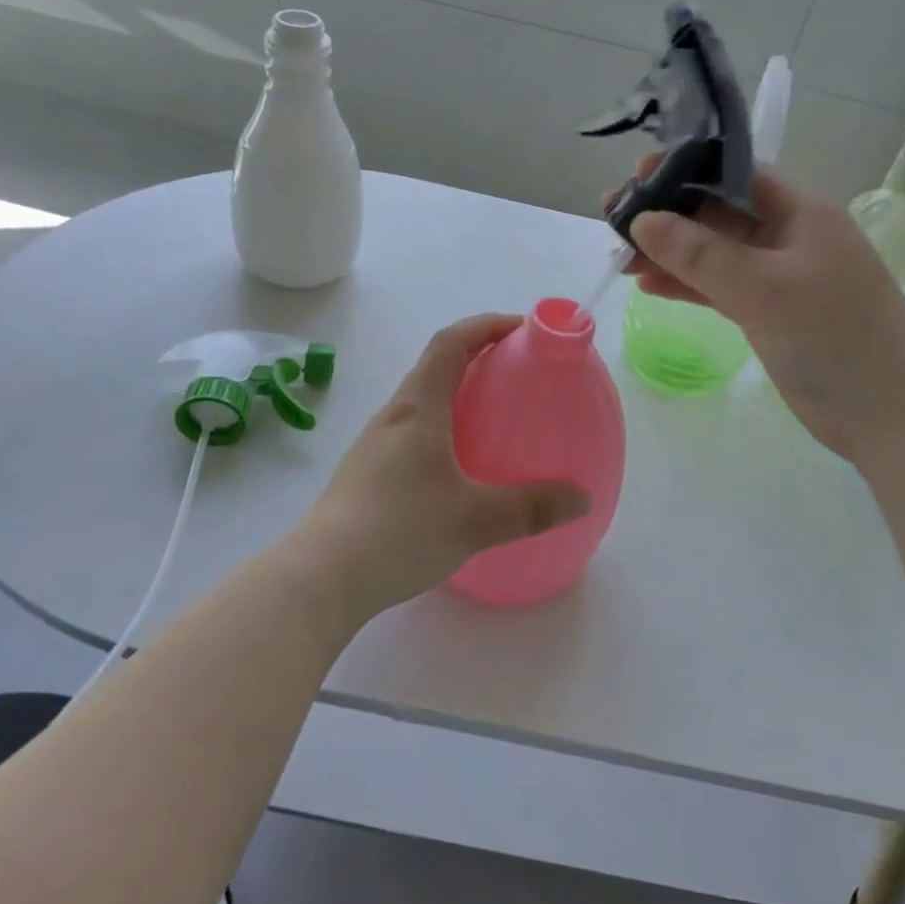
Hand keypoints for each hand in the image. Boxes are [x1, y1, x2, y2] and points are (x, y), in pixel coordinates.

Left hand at [291, 315, 591, 618]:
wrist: (321, 578)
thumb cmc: (401, 532)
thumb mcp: (476, 521)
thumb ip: (533, 508)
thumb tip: (583, 498)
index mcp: (419, 410)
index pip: (450, 343)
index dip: (485, 325)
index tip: (521, 328)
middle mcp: (393, 417)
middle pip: (434, 367)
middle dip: (475, 356)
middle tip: (515, 372)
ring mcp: (374, 445)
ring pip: (419, 401)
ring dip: (455, 392)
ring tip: (491, 416)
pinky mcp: (365, 474)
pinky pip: (410, 432)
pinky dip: (440, 427)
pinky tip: (456, 468)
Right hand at [623, 162, 904, 466]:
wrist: (887, 412)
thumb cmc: (834, 335)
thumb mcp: (763, 288)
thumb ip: (700, 253)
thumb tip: (642, 220)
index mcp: (799, 211)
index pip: (734, 173)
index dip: (685, 170)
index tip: (636, 177)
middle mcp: (786, 235)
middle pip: (717, 212)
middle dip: (667, 214)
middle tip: (614, 220)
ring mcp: (776, 276)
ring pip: (712, 253)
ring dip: (669, 253)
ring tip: (619, 257)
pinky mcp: (767, 312)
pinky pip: (717, 287)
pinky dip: (686, 285)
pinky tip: (649, 286)